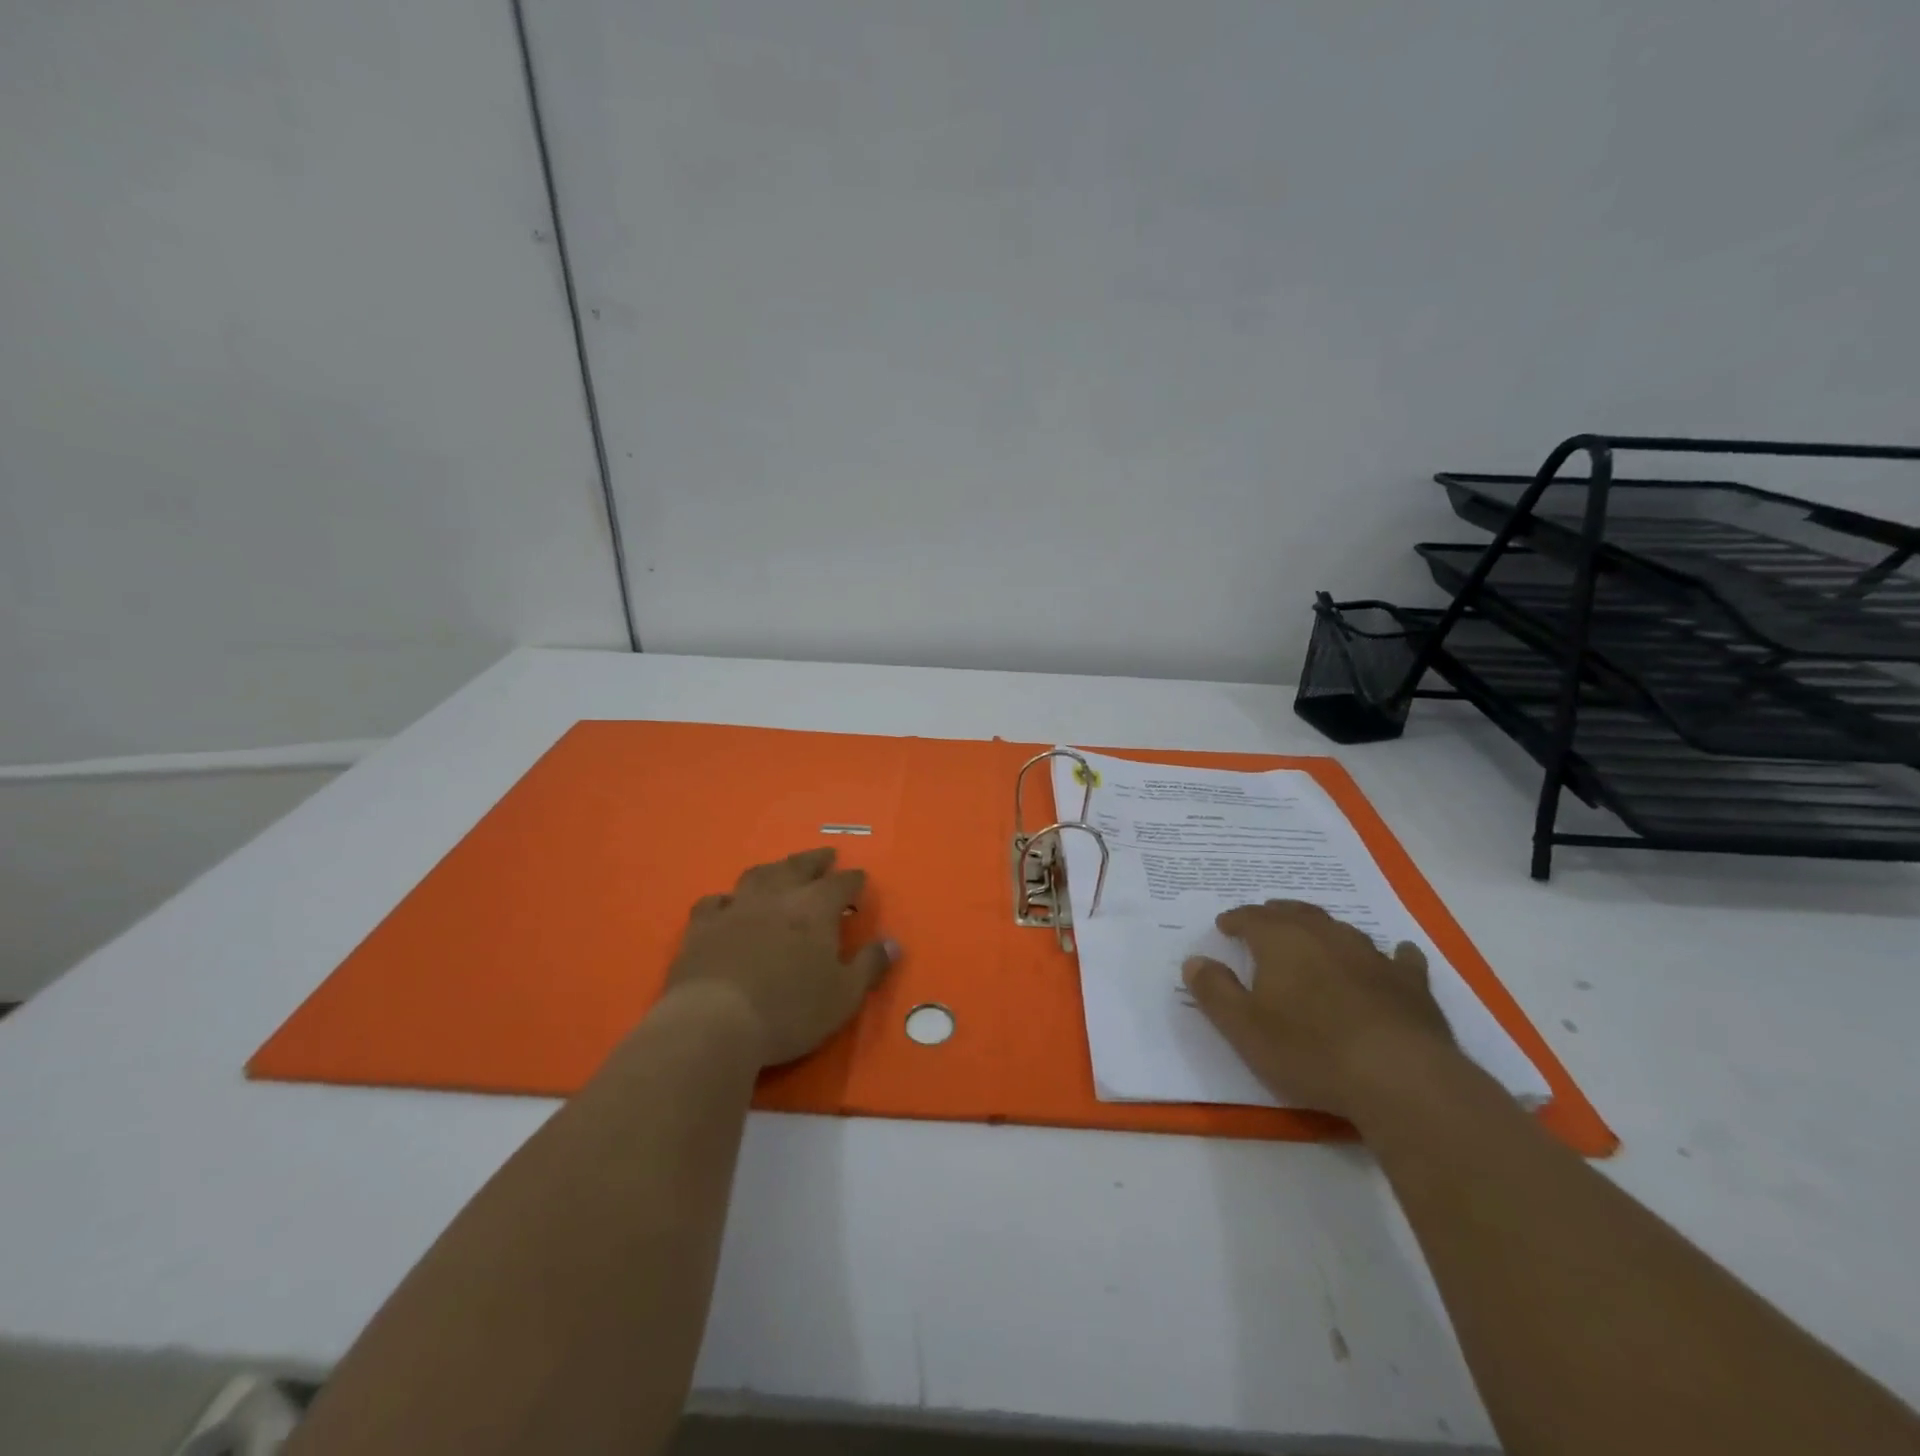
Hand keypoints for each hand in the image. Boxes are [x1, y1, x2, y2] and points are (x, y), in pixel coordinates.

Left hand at [666, 847, 898, 1067]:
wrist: (715, 1022)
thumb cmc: (790, 1010)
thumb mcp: (844, 996)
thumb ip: (869, 966)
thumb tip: (893, 943)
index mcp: (815, 908)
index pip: (841, 883)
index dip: (853, 880)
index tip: (860, 879)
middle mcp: (777, 896)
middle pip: (799, 866)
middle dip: (816, 860)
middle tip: (826, 856)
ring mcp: (736, 907)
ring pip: (758, 875)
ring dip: (774, 869)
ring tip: (781, 870)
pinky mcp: (702, 926)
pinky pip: (715, 901)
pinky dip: (727, 899)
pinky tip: (728, 904)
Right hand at [1182, 900, 1457, 1118]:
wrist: (1399, 1078)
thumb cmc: (1309, 1050)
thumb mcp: (1243, 1027)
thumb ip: (1214, 991)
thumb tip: (1194, 961)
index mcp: (1281, 941)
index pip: (1251, 918)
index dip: (1235, 920)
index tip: (1224, 925)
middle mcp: (1325, 936)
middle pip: (1295, 913)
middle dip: (1276, 914)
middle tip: (1264, 919)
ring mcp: (1372, 956)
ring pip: (1341, 930)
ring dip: (1323, 929)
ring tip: (1314, 935)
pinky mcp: (1410, 983)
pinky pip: (1399, 958)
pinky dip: (1391, 954)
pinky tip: (1396, 955)